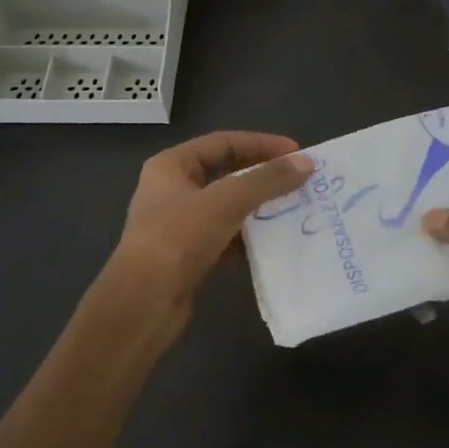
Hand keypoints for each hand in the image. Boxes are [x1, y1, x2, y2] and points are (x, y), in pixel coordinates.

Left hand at [106, 131, 315, 332]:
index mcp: (171, 166)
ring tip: (294, 208)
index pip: (223, 142)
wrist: (142, 306)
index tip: (296, 152)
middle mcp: (173, 190)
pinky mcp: (188, 255)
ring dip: (258, 207)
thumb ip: (267, 180)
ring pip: (228, 206)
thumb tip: (306, 163)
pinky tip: (274, 241)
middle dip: (263, 176)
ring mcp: (179, 224)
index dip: (261, 144)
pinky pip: (226, 236)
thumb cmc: (177, 240)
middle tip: (298, 180)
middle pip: (226, 173)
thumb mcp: (226, 202)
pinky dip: (249, 236)